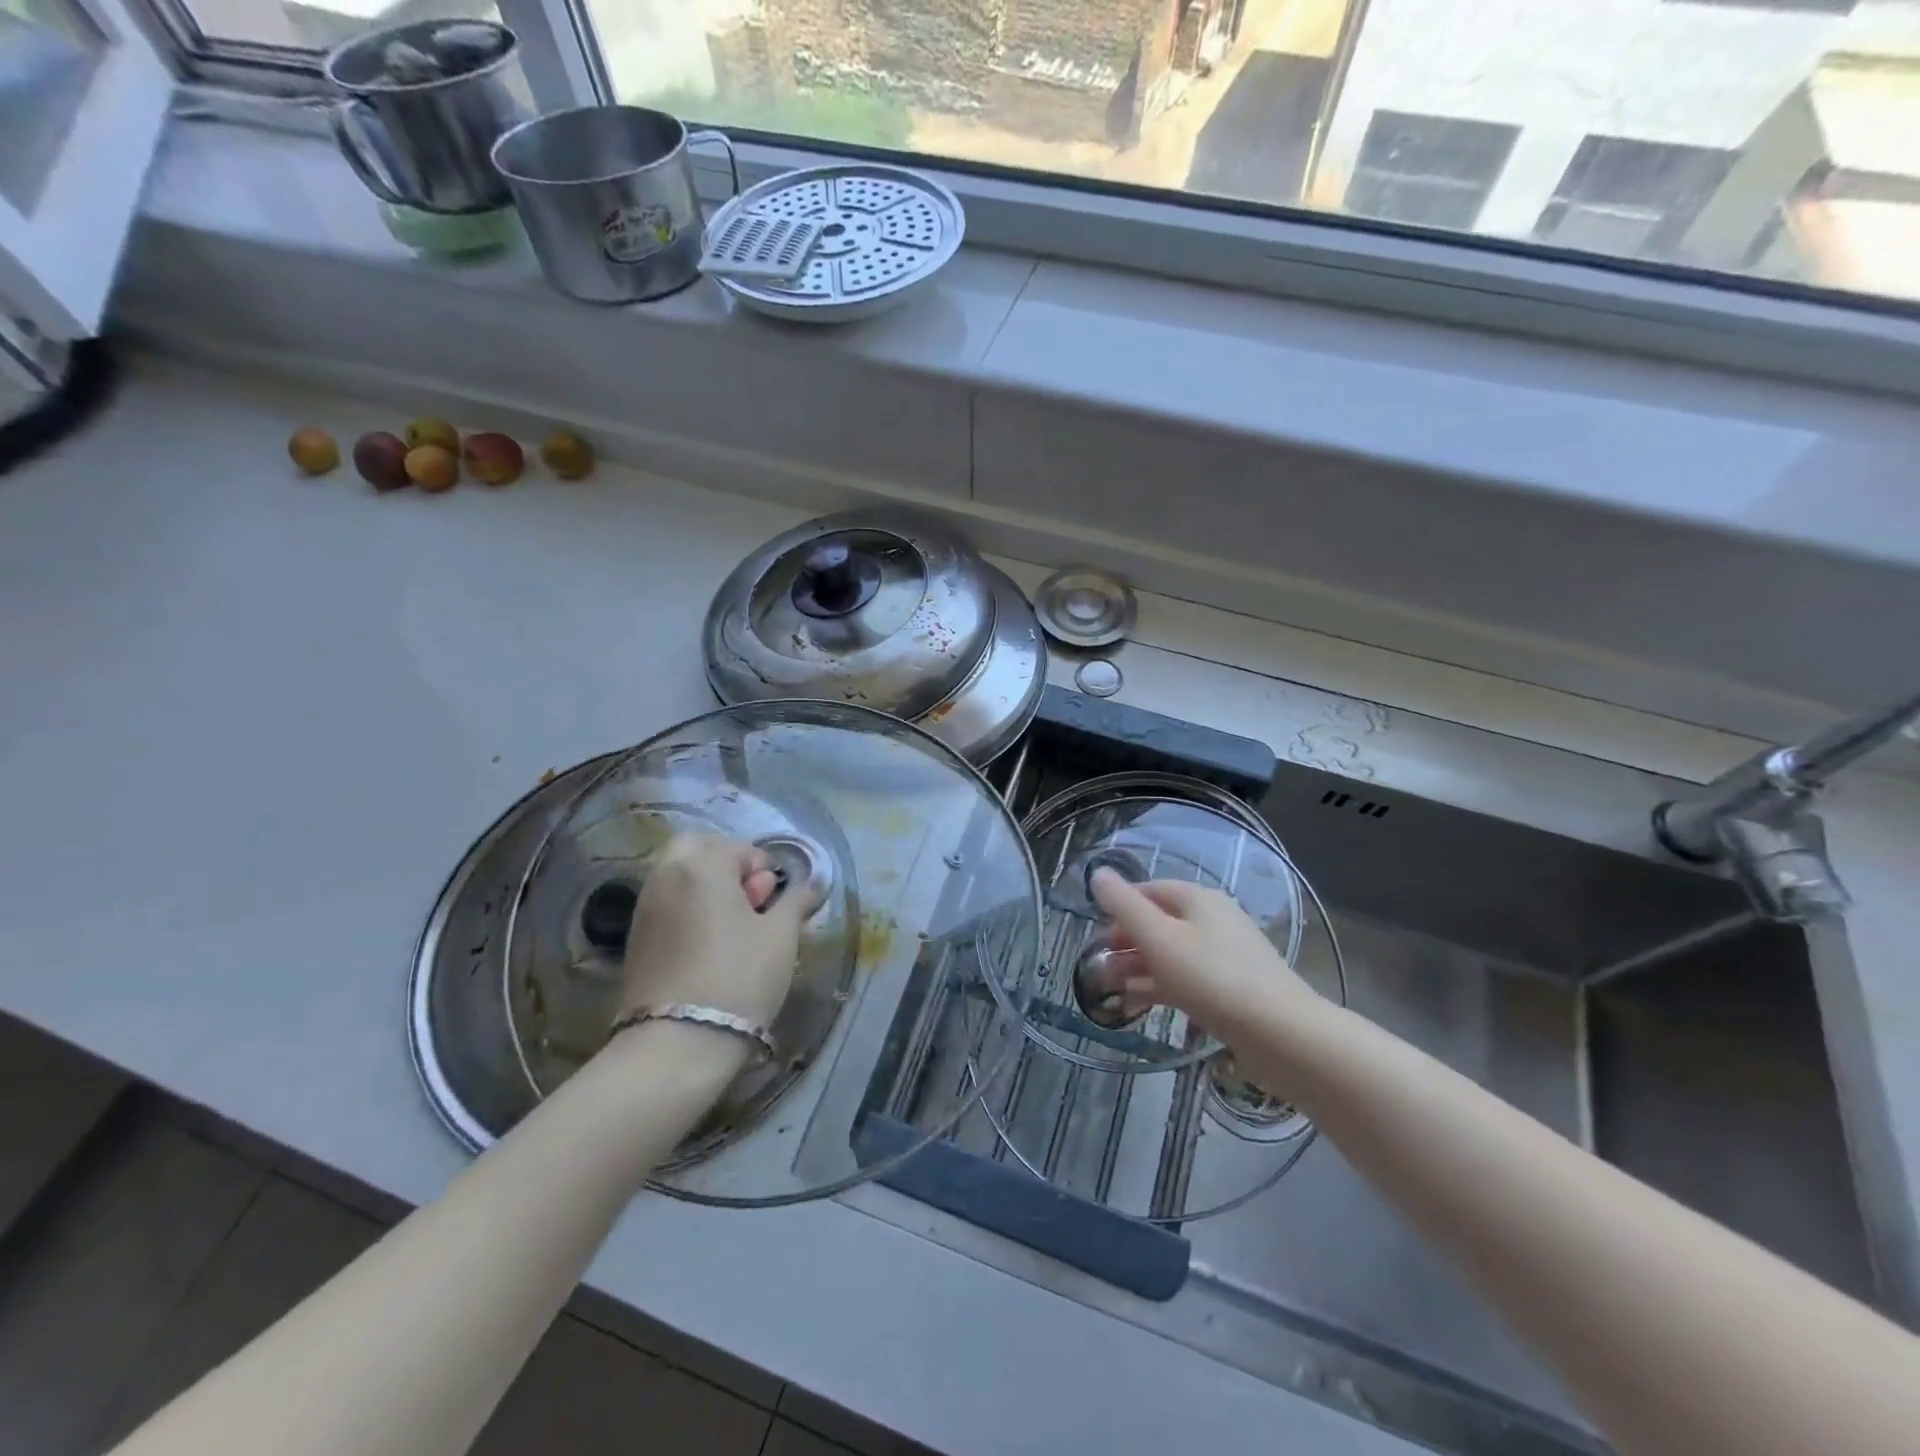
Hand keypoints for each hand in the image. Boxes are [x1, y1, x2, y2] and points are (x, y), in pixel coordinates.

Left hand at [618, 834, 815, 1027]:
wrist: (677, 1045)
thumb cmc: (739, 978)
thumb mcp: (781, 936)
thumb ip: (796, 901)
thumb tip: (813, 884)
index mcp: (701, 867)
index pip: (738, 848)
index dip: (763, 867)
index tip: (775, 897)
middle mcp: (665, 878)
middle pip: (695, 848)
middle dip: (724, 862)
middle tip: (749, 895)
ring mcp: (644, 909)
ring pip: (677, 876)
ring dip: (705, 885)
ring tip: (732, 924)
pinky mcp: (635, 940)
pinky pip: (666, 904)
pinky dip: (687, 908)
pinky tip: (709, 943)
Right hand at [1089, 870, 1332, 1069]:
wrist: (1281, 1034)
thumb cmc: (1211, 978)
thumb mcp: (1158, 938)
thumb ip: (1124, 905)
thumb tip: (1097, 874)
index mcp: (1198, 899)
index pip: (1149, 890)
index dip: (1119, 907)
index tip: (1095, 933)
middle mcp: (1214, 920)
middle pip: (1160, 922)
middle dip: (1126, 940)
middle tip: (1098, 963)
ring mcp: (1226, 955)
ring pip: (1171, 953)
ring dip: (1138, 966)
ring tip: (1110, 987)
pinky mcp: (1232, 989)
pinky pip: (1187, 978)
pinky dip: (1160, 985)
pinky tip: (1140, 1003)